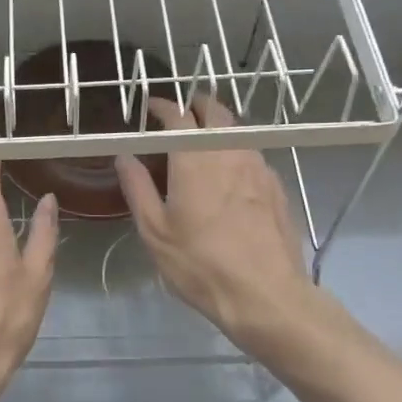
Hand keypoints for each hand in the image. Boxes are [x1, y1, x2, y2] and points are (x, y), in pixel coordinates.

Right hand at [116, 96, 316, 354]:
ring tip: (203, 140)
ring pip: (237, 131)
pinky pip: (253, 154)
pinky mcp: (277, 186)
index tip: (150, 107)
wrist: (267, 296)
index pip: (177, 115)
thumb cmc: (201, 264)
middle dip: (195, 105)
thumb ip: (137, 187)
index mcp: (194, 158)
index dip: (162, 105)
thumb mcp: (155, 232)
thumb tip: (124, 155)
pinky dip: (236, 151)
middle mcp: (229, 152)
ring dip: (218, 126)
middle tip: (180, 113)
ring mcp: (258, 166)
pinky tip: (230, 173)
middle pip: (214, 111)